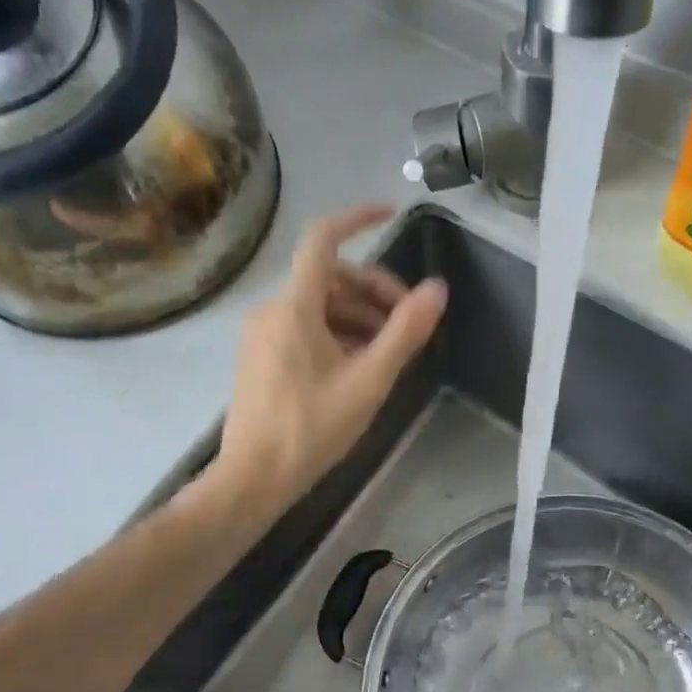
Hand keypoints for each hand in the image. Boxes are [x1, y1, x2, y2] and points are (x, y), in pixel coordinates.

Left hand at [213, 204, 446, 512]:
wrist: (253, 478)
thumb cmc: (311, 429)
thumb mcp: (368, 381)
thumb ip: (404, 333)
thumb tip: (437, 290)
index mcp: (294, 306)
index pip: (324, 239)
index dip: (358, 218)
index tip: (391, 213)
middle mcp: (271, 309)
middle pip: (329, 277)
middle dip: (373, 291)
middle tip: (407, 323)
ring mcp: (261, 334)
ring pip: (318, 305)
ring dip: (358, 316)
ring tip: (389, 351)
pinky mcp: (259, 357)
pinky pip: (303, 327)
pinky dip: (336, 333)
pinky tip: (358, 365)